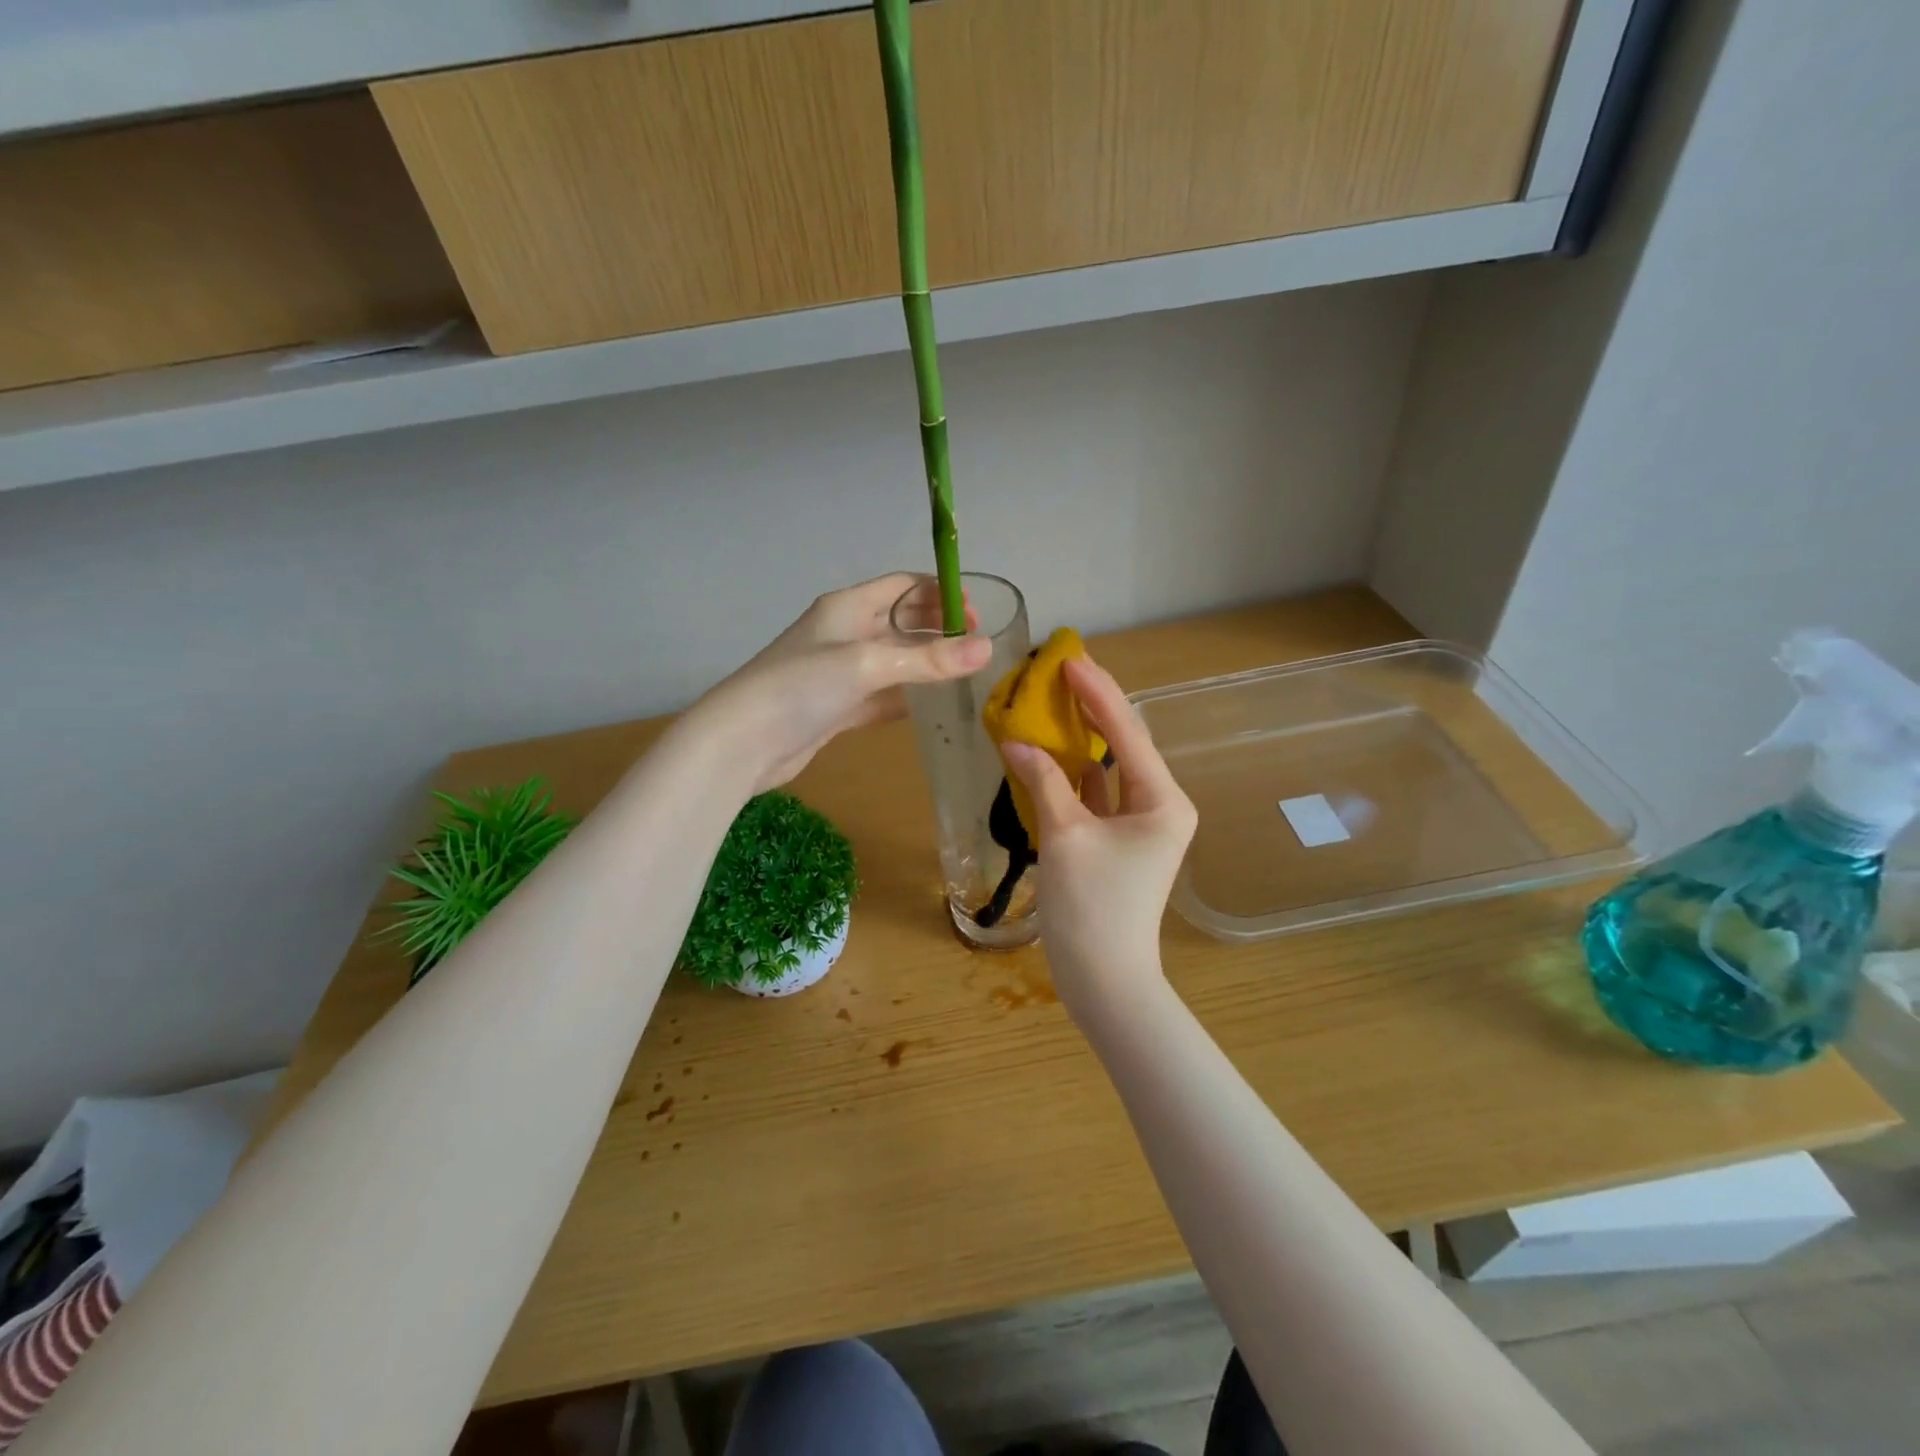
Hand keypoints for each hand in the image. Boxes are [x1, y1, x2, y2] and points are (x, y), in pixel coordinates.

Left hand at [693, 573, 989, 792]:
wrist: (743, 742)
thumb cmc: (802, 686)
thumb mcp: (868, 665)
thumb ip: (928, 659)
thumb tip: (986, 649)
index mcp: (848, 607)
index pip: (903, 585)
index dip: (940, 593)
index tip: (977, 615)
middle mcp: (845, 633)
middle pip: (901, 621)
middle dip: (937, 628)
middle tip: (977, 647)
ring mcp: (840, 672)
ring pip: (894, 661)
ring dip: (926, 665)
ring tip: (965, 676)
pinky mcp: (838, 707)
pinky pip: (882, 695)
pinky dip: (906, 698)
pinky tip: (933, 707)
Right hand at [1001, 655, 1196, 1020]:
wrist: (1104, 980)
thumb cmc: (1093, 908)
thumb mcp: (1065, 838)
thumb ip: (1042, 781)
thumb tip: (1014, 741)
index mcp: (1162, 800)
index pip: (1128, 733)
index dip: (1098, 693)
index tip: (1069, 659)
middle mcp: (1158, 805)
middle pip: (1122, 744)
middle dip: (1092, 707)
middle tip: (1061, 668)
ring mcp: (1138, 824)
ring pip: (1106, 768)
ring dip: (1079, 738)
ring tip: (1052, 699)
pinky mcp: (1116, 841)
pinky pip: (1093, 795)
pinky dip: (1070, 774)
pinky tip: (1046, 751)